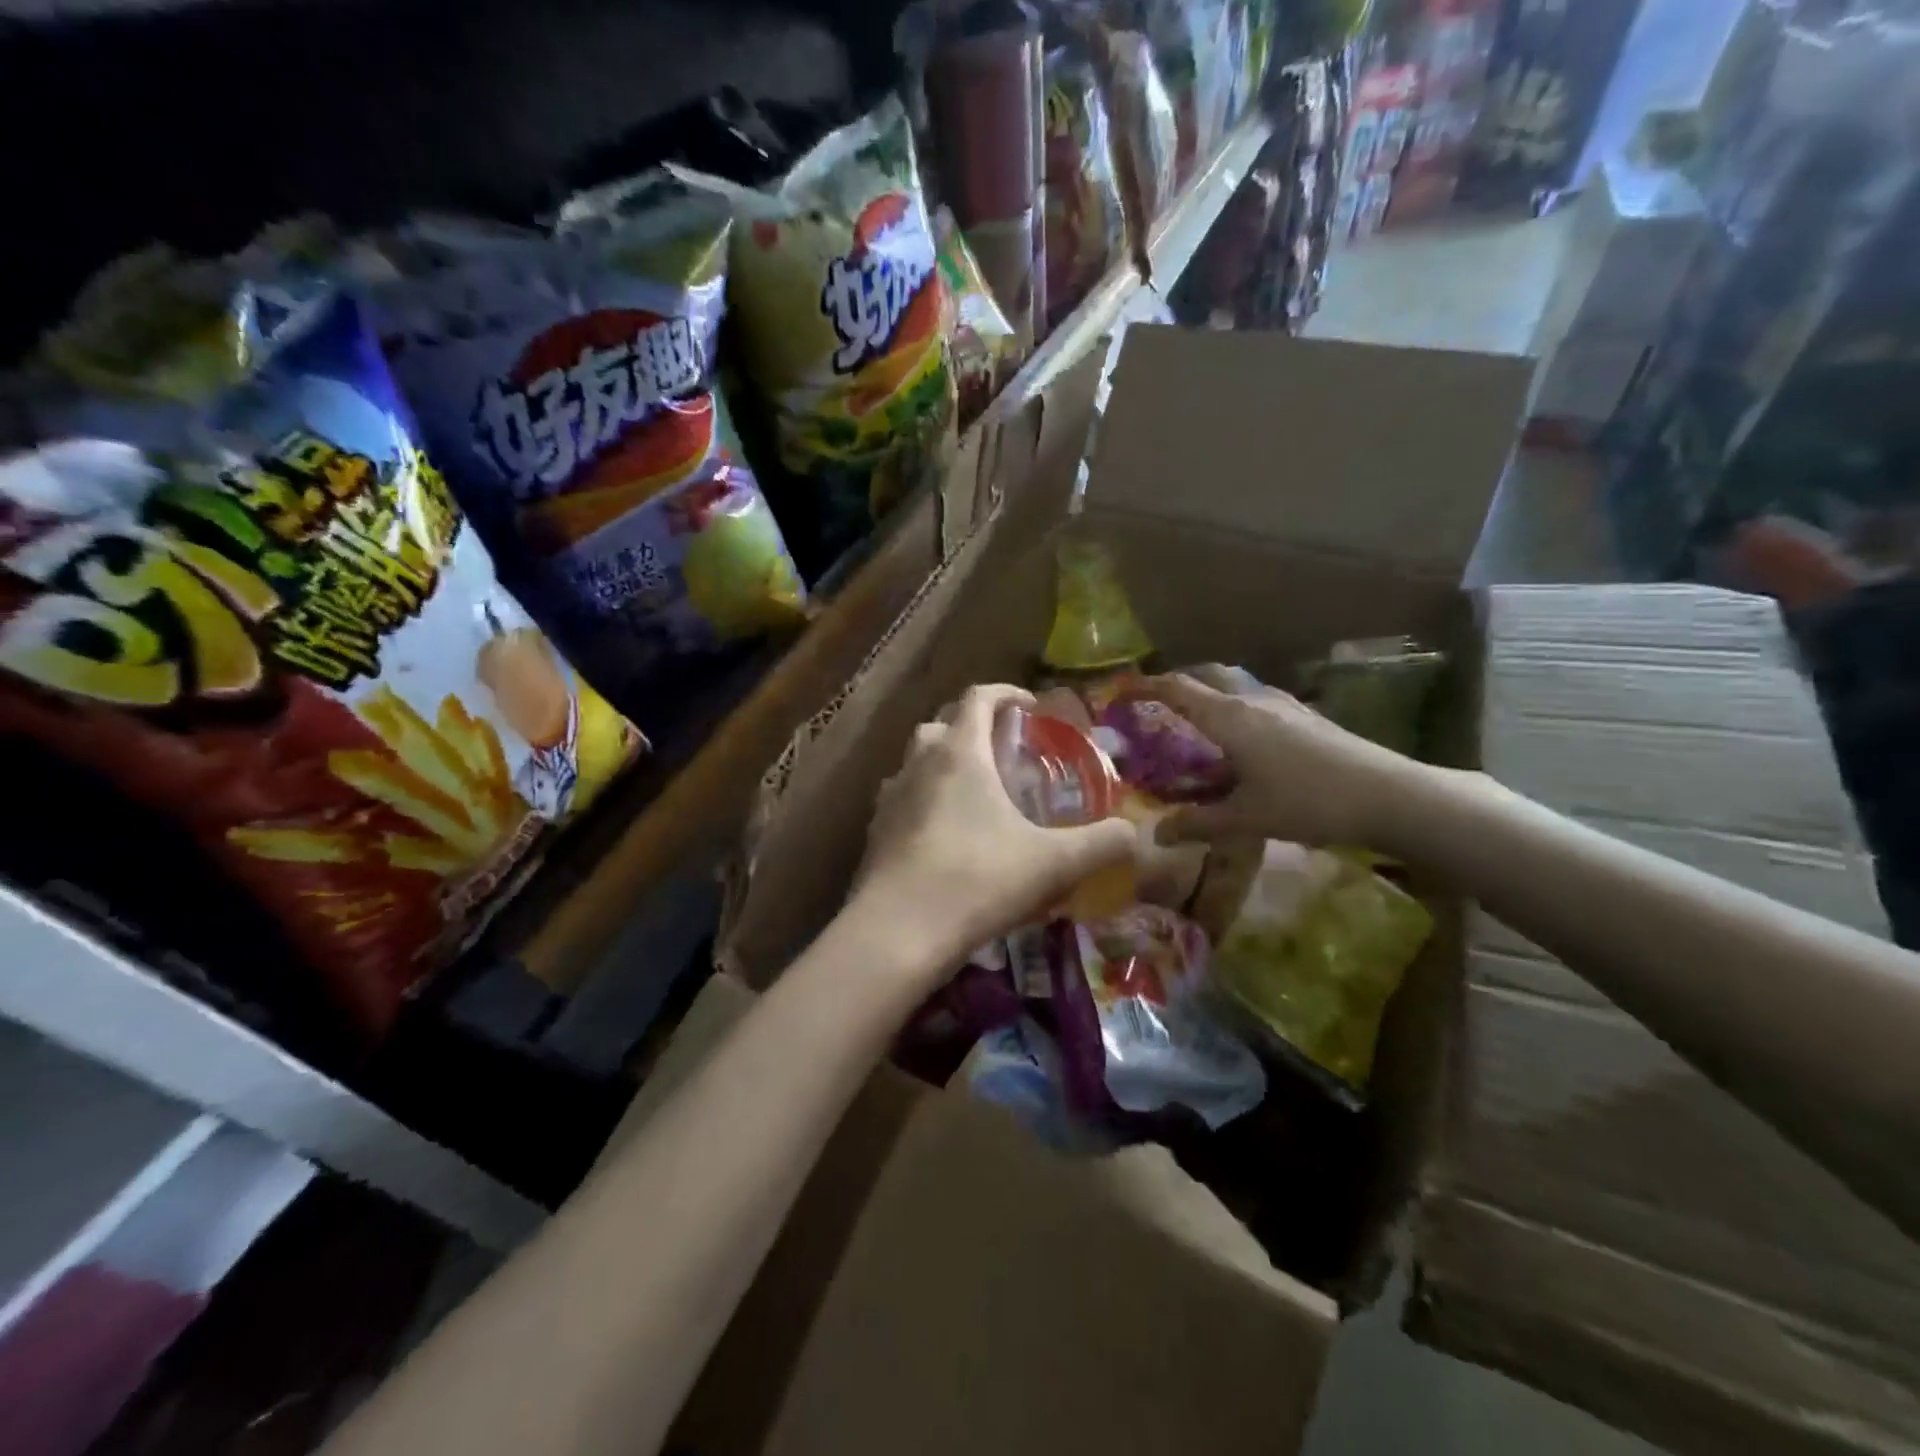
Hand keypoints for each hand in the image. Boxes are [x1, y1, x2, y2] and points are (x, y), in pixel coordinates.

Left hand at [852, 683, 1135, 970]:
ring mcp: (890, 796)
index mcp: (960, 752)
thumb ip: (1100, 844)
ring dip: (943, 763)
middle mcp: (919, 762)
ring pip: (916, 761)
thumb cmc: (978, 880)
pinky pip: (902, 799)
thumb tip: (1134, 834)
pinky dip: (923, 801)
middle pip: (942, 723)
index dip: (1006, 693)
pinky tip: (944, 835)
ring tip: (975, 794)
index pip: (979, 697)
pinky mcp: (874, 830)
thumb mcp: (1052, 863)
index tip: (1030, 706)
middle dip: (972, 727)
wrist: (898, 930)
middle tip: (1003, 753)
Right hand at [1142, 671, 1429, 849]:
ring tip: (1198, 722)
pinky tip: (1245, 739)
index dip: (1147, 687)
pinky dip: (1236, 708)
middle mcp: (1254, 700)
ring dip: (1211, 694)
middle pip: (1208, 676)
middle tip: (1158, 705)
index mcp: (1231, 717)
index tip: (1122, 690)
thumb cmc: (1308, 802)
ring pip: (1236, 686)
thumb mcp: (1247, 819)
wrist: (1389, 795)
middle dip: (1179, 684)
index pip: (1178, 690)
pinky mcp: (1306, 715)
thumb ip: (1198, 824)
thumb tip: (1156, 836)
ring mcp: (1284, 704)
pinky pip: (1258, 700)